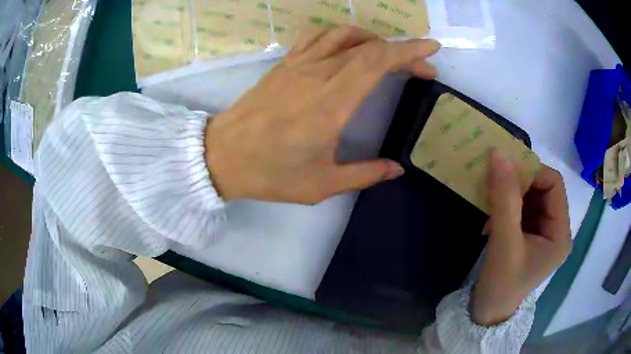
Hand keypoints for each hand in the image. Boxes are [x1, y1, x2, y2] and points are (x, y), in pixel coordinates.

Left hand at [205, 26, 440, 203]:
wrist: (222, 156)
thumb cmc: (270, 173)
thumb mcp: (321, 184)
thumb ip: (364, 174)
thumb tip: (397, 168)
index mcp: (331, 103)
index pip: (377, 62)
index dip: (409, 51)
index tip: (431, 50)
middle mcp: (317, 75)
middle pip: (369, 47)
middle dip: (402, 51)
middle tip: (422, 67)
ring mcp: (298, 65)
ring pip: (344, 35)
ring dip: (373, 40)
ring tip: (388, 55)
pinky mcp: (285, 64)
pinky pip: (317, 37)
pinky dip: (341, 36)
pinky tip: (348, 47)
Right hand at [471, 151, 571, 325]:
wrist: (486, 314)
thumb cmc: (500, 285)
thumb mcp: (504, 243)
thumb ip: (504, 200)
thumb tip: (499, 155)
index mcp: (560, 233)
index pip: (553, 185)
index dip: (531, 173)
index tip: (504, 172)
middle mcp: (556, 230)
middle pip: (542, 190)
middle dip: (519, 184)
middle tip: (495, 186)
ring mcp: (542, 234)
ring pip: (530, 198)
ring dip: (509, 196)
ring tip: (490, 207)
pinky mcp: (529, 237)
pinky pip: (521, 210)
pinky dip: (505, 208)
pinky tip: (491, 221)